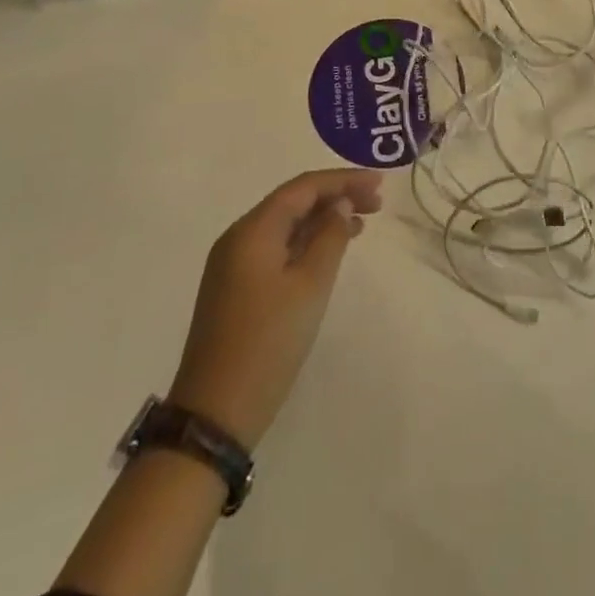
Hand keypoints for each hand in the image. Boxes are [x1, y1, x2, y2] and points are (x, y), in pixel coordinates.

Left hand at [168, 169, 383, 448]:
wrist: (215, 415)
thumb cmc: (268, 343)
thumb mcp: (310, 286)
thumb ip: (330, 236)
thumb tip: (339, 204)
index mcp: (253, 230)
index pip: (304, 187)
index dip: (343, 180)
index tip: (380, 183)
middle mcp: (238, 238)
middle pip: (293, 202)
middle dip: (335, 196)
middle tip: (376, 203)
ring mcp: (233, 264)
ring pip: (285, 225)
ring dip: (323, 219)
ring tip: (361, 223)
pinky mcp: (235, 288)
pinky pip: (277, 248)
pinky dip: (306, 242)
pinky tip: (330, 251)